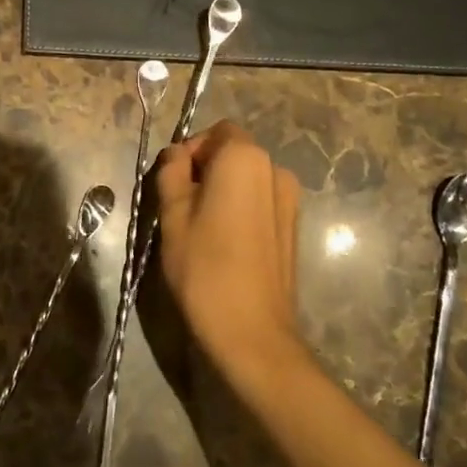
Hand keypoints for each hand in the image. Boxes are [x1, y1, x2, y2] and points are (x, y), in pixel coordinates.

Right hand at [155, 122, 304, 384]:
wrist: (253, 333)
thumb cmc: (204, 268)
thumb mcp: (172, 215)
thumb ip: (171, 172)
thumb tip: (176, 155)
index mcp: (244, 158)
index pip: (215, 132)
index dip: (191, 151)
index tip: (173, 183)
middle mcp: (274, 168)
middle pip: (233, 152)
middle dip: (205, 169)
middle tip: (180, 206)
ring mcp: (290, 198)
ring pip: (247, 178)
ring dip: (223, 189)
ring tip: (202, 227)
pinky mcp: (294, 226)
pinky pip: (261, 200)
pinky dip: (241, 208)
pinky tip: (226, 243)